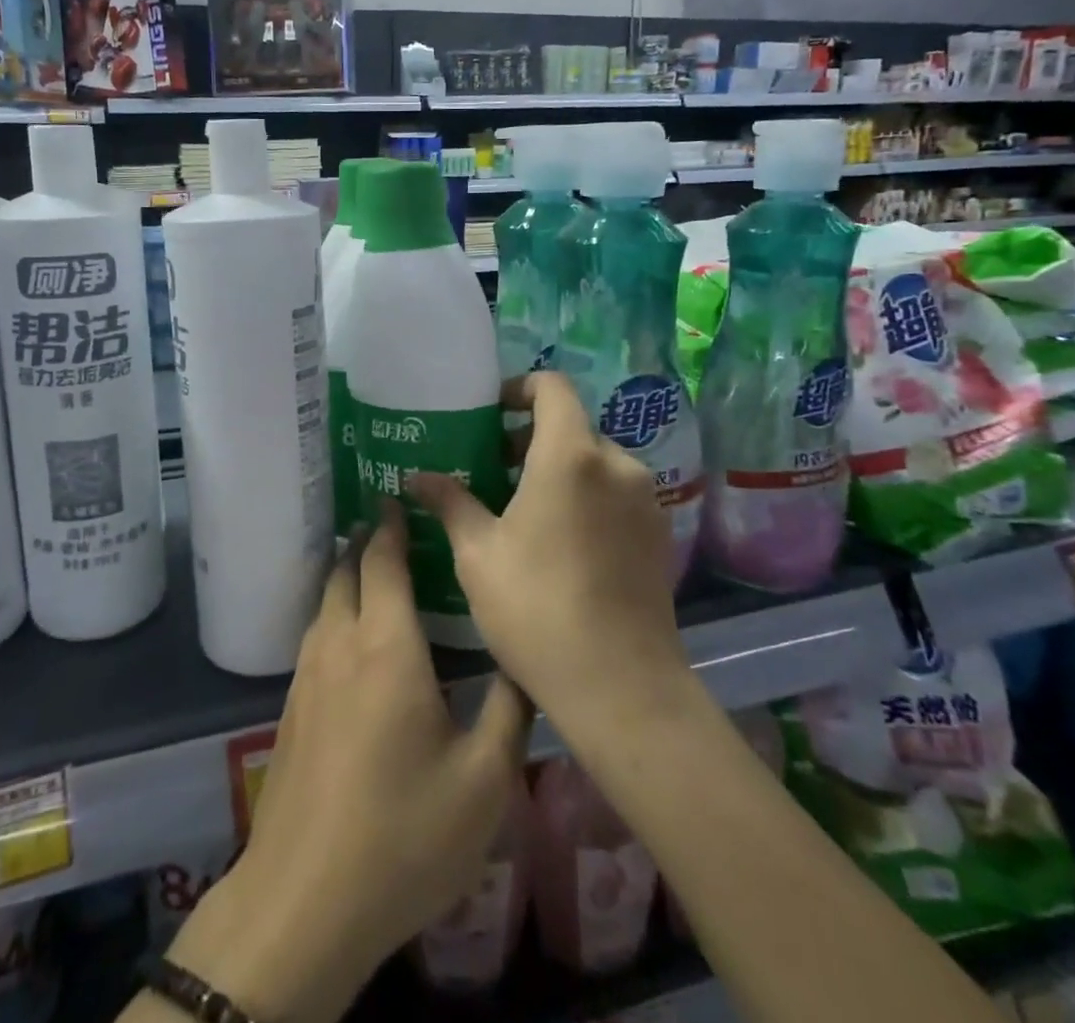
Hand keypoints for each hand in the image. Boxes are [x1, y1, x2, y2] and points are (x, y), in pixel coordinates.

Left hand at [169, 505, 531, 1022]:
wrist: (304, 900)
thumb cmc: (403, 832)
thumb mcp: (484, 780)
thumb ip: (509, 710)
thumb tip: (523, 659)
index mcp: (387, 645)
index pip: (383, 560)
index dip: (391, 524)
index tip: (398, 496)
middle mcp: (340, 643)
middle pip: (345, 570)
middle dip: (366, 541)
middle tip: (394, 525)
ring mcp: (308, 674)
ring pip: (326, 601)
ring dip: (347, 575)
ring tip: (375, 569)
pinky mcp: (291, 706)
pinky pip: (316, 634)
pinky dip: (336, 612)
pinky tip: (355, 638)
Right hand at [408, 372, 683, 732]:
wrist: (621, 687)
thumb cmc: (537, 608)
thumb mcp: (478, 554)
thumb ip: (449, 502)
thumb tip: (415, 476)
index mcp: (571, 456)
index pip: (552, 387)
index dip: (519, 388)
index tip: (490, 414)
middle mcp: (617, 464)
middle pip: (572, 426)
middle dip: (531, 437)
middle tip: (493, 469)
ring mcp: (645, 499)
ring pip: (595, 461)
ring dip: (558, 469)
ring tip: (522, 508)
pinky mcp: (659, 533)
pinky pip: (616, 493)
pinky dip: (586, 495)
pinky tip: (561, 540)